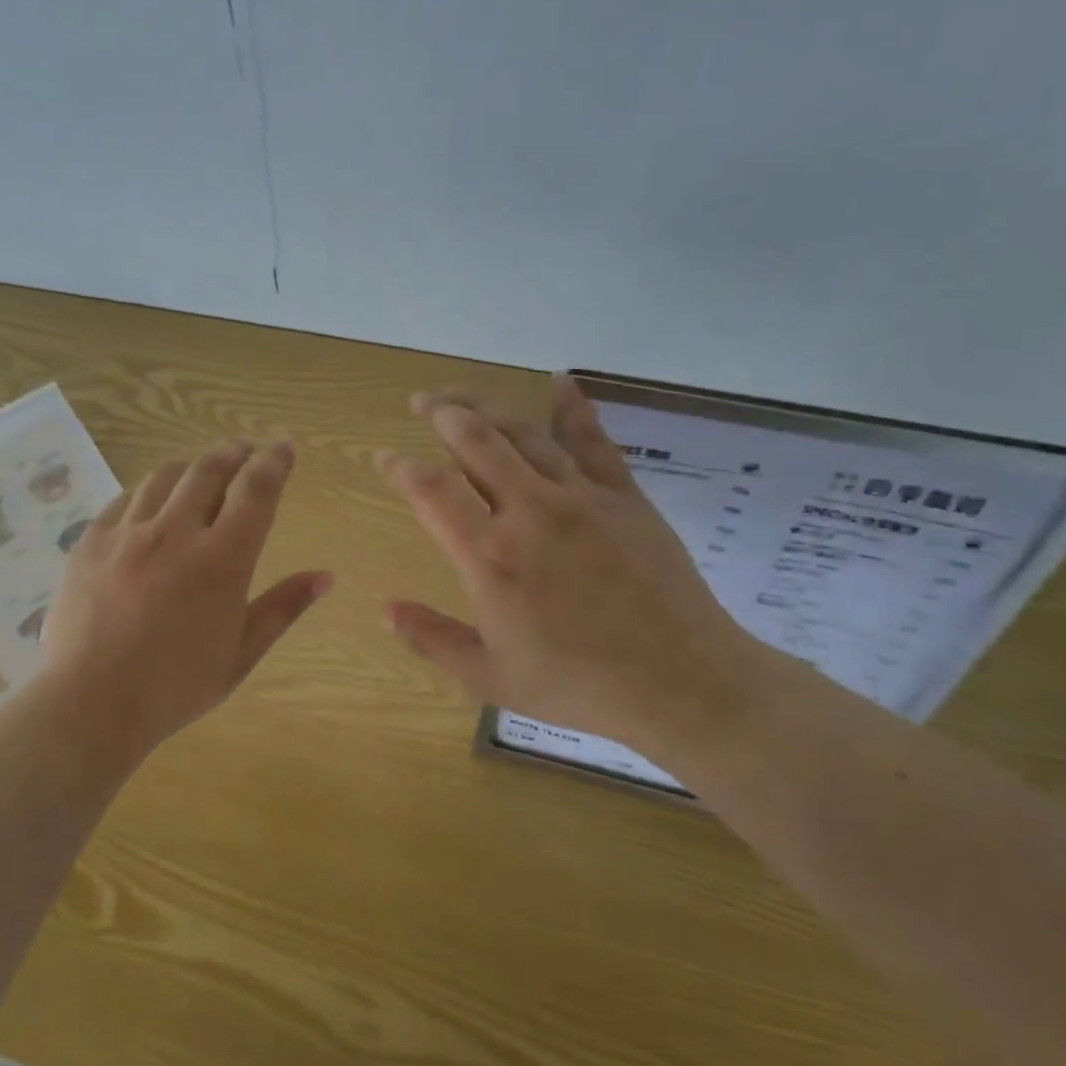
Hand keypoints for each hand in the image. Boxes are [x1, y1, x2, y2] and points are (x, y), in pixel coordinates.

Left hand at [41, 439, 332, 754]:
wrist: (89, 704)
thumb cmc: (175, 686)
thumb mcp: (241, 653)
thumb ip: (284, 607)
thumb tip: (326, 577)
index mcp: (222, 560)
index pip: (256, 491)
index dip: (274, 462)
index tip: (283, 446)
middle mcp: (176, 532)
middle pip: (210, 470)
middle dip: (234, 452)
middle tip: (245, 449)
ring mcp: (128, 533)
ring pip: (166, 476)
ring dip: (192, 463)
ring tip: (203, 467)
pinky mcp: (91, 541)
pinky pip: (125, 498)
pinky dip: (149, 488)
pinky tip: (153, 497)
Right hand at [379, 376, 763, 763]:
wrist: (680, 682)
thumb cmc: (578, 684)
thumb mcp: (489, 678)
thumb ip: (432, 639)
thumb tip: (386, 609)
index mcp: (489, 556)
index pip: (432, 491)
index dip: (400, 467)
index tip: (385, 457)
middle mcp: (528, 511)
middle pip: (475, 440)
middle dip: (441, 412)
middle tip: (421, 400)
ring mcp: (579, 496)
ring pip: (523, 433)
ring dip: (487, 405)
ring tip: (461, 394)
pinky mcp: (622, 495)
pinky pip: (591, 440)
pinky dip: (572, 407)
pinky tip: (559, 380)